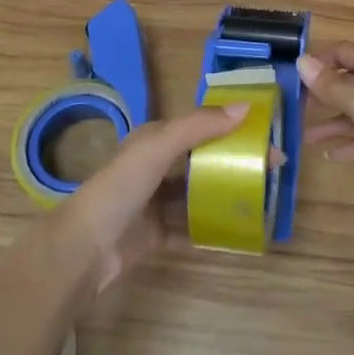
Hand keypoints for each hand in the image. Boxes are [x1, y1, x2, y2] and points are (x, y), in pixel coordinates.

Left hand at [40, 104, 247, 294]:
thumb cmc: (121, 187)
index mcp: (155, 140)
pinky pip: (190, 229)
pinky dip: (211, 230)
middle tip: (269, 173)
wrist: (84, 248)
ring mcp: (155, 203)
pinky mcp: (156, 235)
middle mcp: (155, 167)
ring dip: (223, 196)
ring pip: (197, 195)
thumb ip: (199, 125)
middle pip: (202, 161)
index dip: (233, 128)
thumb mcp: (159, 146)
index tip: (267, 139)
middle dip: (233, 163)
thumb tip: (246, 106)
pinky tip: (236, 233)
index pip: (201, 127)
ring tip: (258, 201)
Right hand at [299, 43, 353, 184]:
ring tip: (304, 139)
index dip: (320, 60)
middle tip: (295, 109)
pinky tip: (331, 156)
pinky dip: (350, 145)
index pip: (343, 52)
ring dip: (331, 124)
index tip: (296, 76)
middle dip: (322, 95)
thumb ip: (330, 85)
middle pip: (348, 83)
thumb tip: (302, 60)